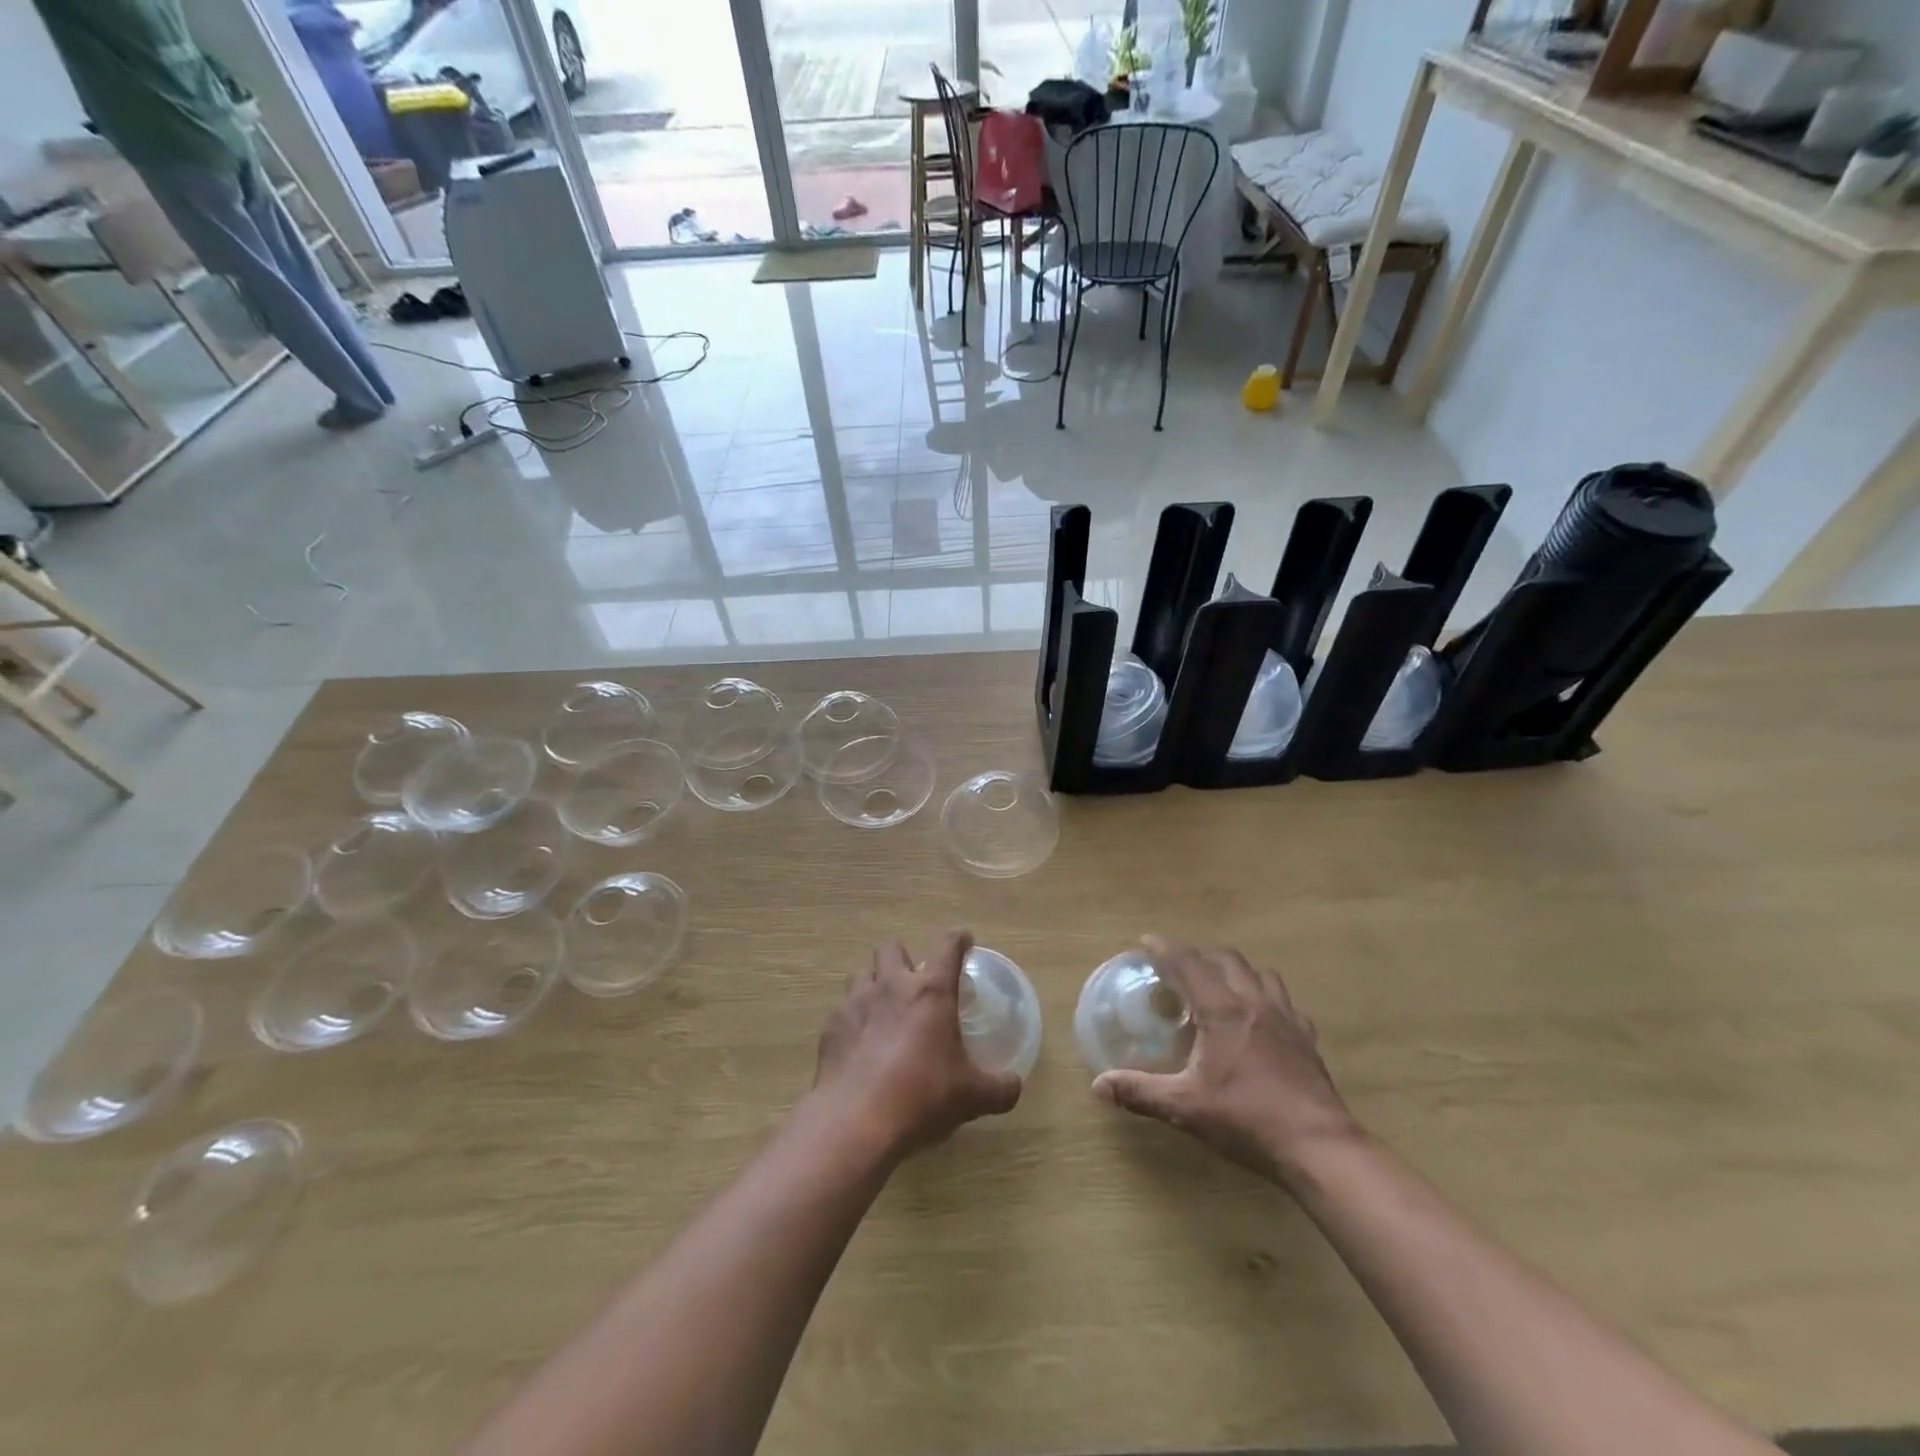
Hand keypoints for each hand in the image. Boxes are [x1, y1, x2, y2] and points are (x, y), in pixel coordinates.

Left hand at [811, 931, 1021, 1159]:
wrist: (856, 1121)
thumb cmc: (922, 1096)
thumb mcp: (972, 1096)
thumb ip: (999, 1088)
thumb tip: (1015, 1085)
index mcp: (931, 991)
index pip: (947, 946)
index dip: (958, 939)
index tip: (964, 940)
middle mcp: (891, 985)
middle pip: (892, 948)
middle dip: (904, 957)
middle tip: (915, 981)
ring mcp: (856, 1003)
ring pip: (862, 973)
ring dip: (875, 982)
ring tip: (884, 1007)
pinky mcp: (832, 1026)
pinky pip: (843, 1008)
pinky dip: (854, 1018)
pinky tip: (860, 1042)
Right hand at [1092, 938, 1360, 1184]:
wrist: (1320, 1146)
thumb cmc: (1248, 1120)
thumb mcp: (1185, 1108)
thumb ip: (1141, 1092)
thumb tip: (1098, 1086)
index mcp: (1223, 1010)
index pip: (1189, 963)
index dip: (1166, 948)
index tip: (1146, 942)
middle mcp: (1254, 1002)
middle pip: (1226, 960)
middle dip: (1199, 955)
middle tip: (1178, 967)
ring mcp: (1286, 1018)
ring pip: (1259, 973)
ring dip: (1235, 970)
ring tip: (1219, 984)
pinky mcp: (1307, 1038)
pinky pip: (1284, 1002)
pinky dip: (1265, 997)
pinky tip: (1260, 1018)